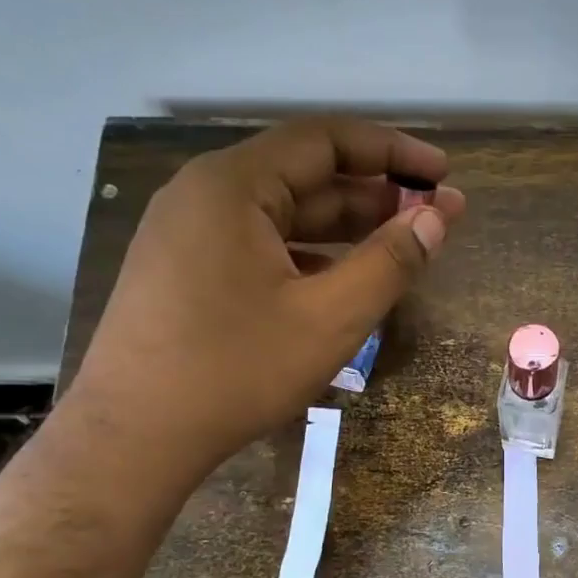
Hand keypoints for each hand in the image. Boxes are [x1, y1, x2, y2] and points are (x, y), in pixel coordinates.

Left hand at [62, 118, 465, 491]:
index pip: (324, 140)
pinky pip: (262, 246)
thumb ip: (390, 262)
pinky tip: (344, 282)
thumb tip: (437, 218)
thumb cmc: (236, 370)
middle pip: (305, 176)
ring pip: (284, 215)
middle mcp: (205, 195)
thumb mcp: (331, 318)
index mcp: (234, 186)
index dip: (392, 151)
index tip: (442, 173)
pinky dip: (311, 255)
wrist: (135, 437)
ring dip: (346, 228)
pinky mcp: (187, 272)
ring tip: (401, 248)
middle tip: (434, 219)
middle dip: (375, 194)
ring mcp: (189, 234)